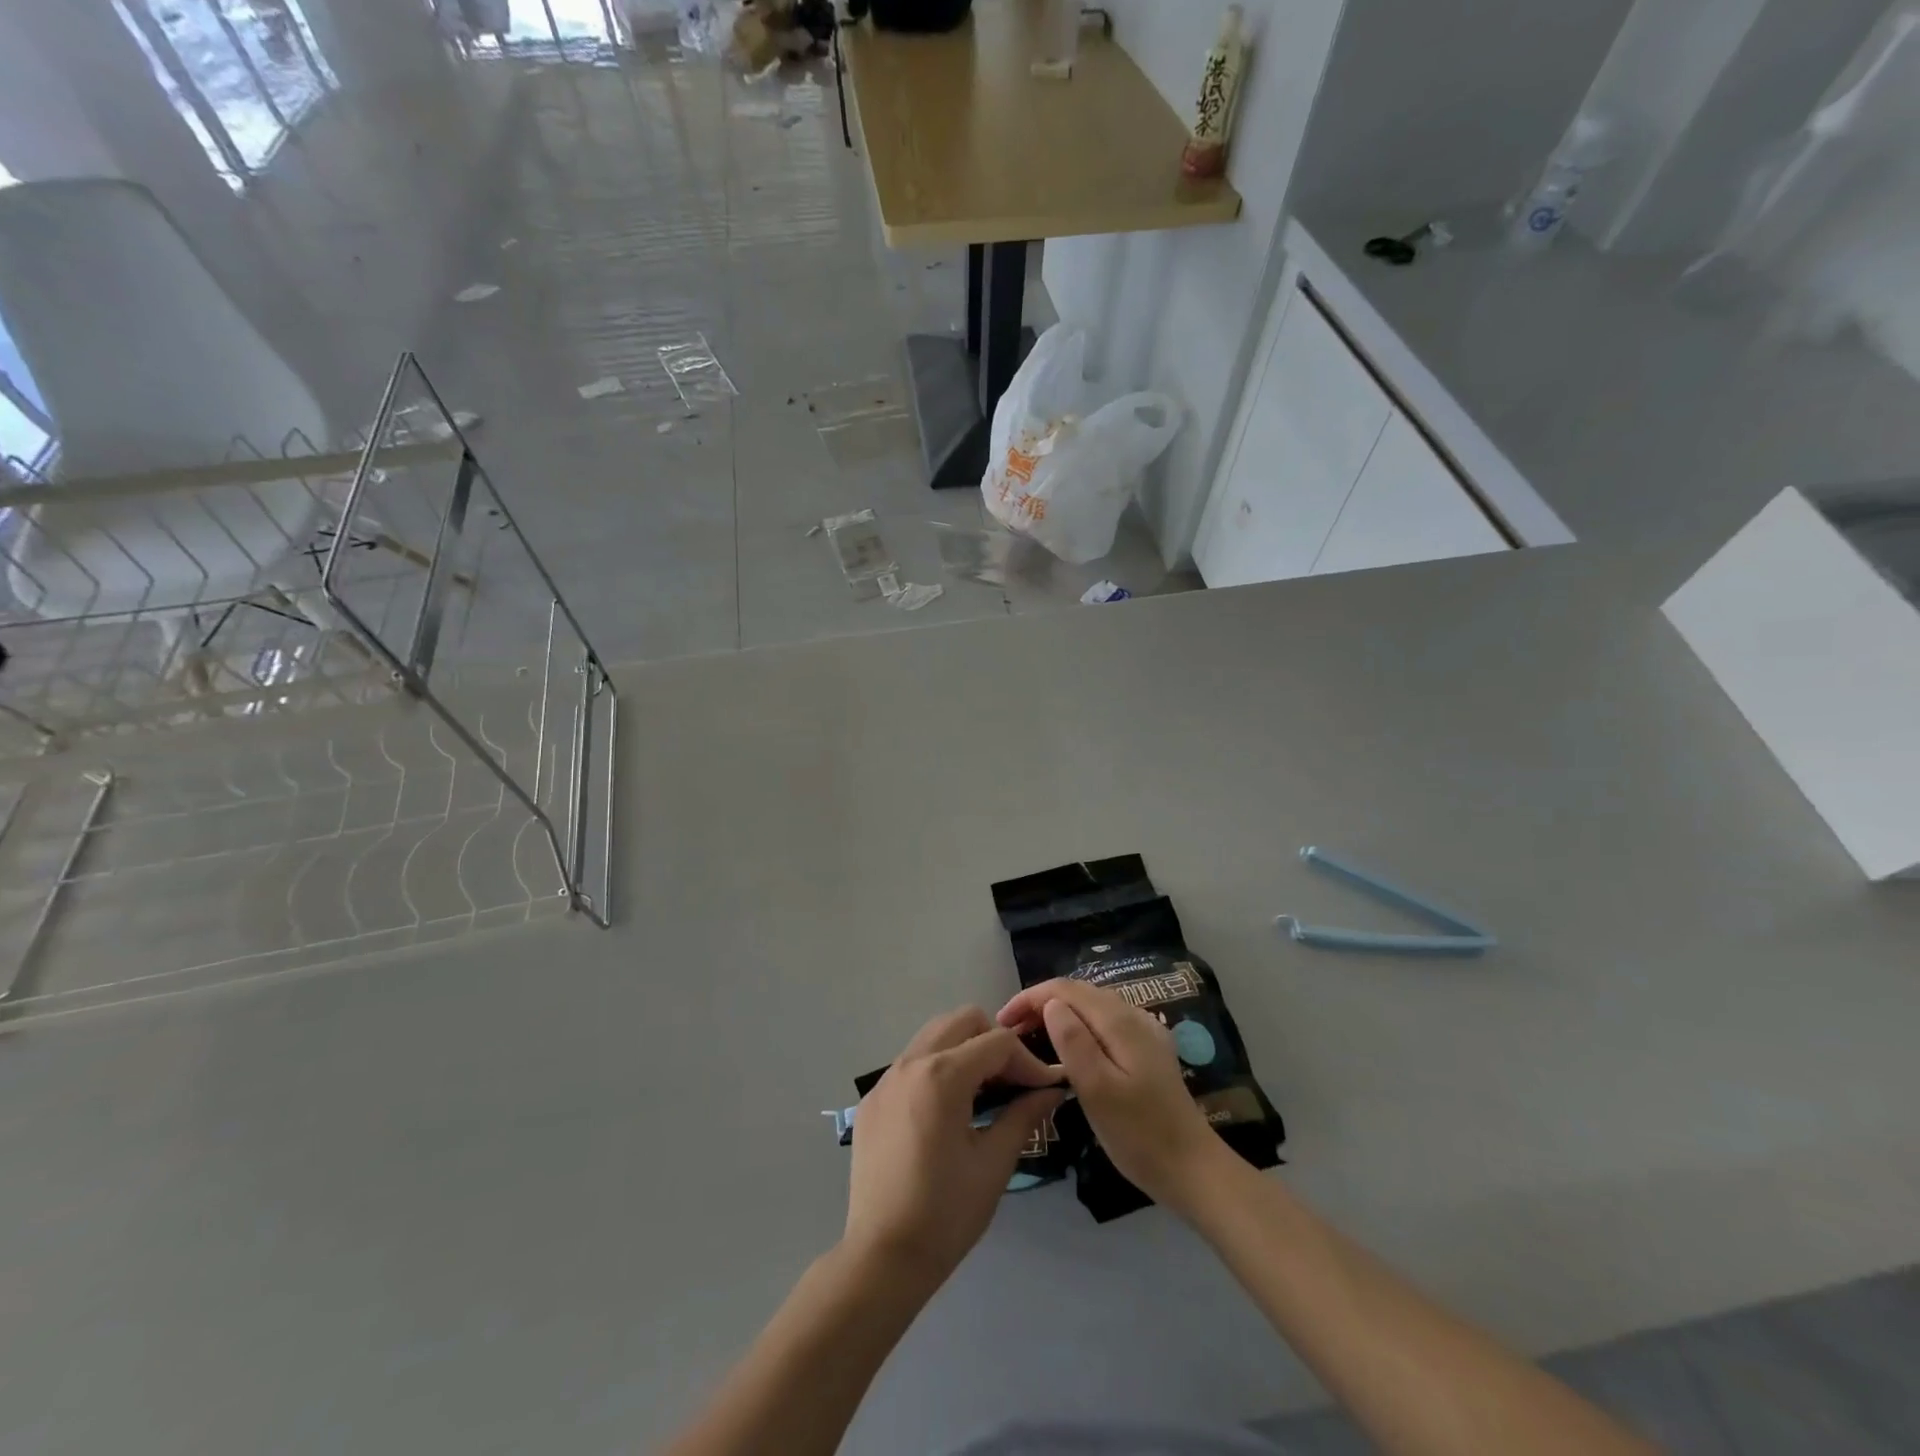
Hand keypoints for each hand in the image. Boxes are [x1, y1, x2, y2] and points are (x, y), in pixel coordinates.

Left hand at [843, 1008, 1065, 1287]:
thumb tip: (1051, 1091)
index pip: (997, 1042)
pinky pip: (912, 1061)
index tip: (1046, 1088)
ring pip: (934, 1034)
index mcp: (942, 1076)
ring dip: (965, 1049)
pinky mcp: (873, 1098)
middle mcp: (910, 1063)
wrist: (882, 1258)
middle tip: (1013, 1081)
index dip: (1028, 1061)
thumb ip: (1023, 1116)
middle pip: (963, 1020)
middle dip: (995, 1041)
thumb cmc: (945, 1214)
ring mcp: (886, 1078)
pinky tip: (950, 1108)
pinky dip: (938, 1067)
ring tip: (985, 1091)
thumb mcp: (993, 1164)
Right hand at [998, 978, 1222, 1213]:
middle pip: (1079, 992)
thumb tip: (1050, 1004)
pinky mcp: (1148, 1049)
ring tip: (1033, 1037)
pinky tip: (1071, 1048)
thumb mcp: (1097, 1090)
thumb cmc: (1139, 1134)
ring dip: (1059, 1012)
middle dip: (1042, 1003)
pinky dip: (1079, 1024)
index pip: (1065, 989)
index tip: (1003, 1021)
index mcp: (1119, 1021)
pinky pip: (1105, 1022)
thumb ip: (1073, 1042)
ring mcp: (1145, 1031)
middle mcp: (1134, 1015)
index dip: (1030, 997)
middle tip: (1013, 1032)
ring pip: (1092, 1006)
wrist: (1193, 1169)